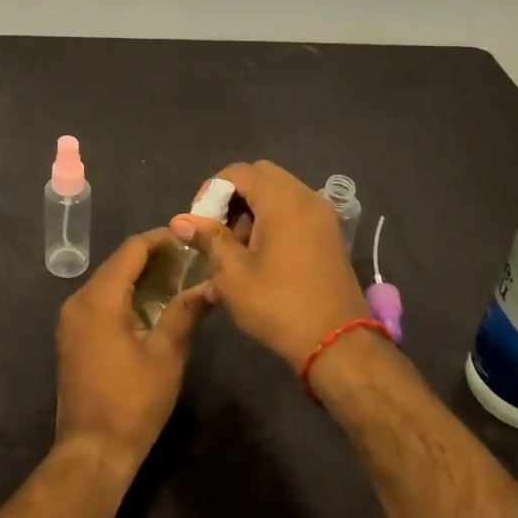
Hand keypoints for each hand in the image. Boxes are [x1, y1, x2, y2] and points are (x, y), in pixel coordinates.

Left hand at [55, 229, 213, 474]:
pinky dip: (124, 295)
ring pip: (108, 282)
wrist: (92, 450)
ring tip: (176, 279)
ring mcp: (71, 319)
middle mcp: (78, 300)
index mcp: (100, 298)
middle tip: (189, 260)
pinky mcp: (72, 336)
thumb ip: (186, 312)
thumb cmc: (133, 401)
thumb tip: (212, 285)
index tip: (190, 239)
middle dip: (152, 257)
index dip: (161, 239)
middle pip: (117, 263)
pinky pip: (99, 301)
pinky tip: (149, 305)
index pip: (132, 250)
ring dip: (138, 276)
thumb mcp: (167, 354)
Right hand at [172, 161, 370, 367]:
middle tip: (218, 229)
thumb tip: (180, 220)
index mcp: (282, 201)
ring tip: (238, 246)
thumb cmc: (278, 305)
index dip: (212, 190)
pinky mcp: (330, 234)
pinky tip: (262, 253)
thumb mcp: (232, 273)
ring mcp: (323, 215)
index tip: (199, 221)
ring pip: (280, 191)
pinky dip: (274, 218)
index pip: (239, 172)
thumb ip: (207, 238)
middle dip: (234, 196)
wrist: (337, 345)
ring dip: (254, 207)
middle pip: (262, 176)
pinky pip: (296, 209)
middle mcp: (306, 197)